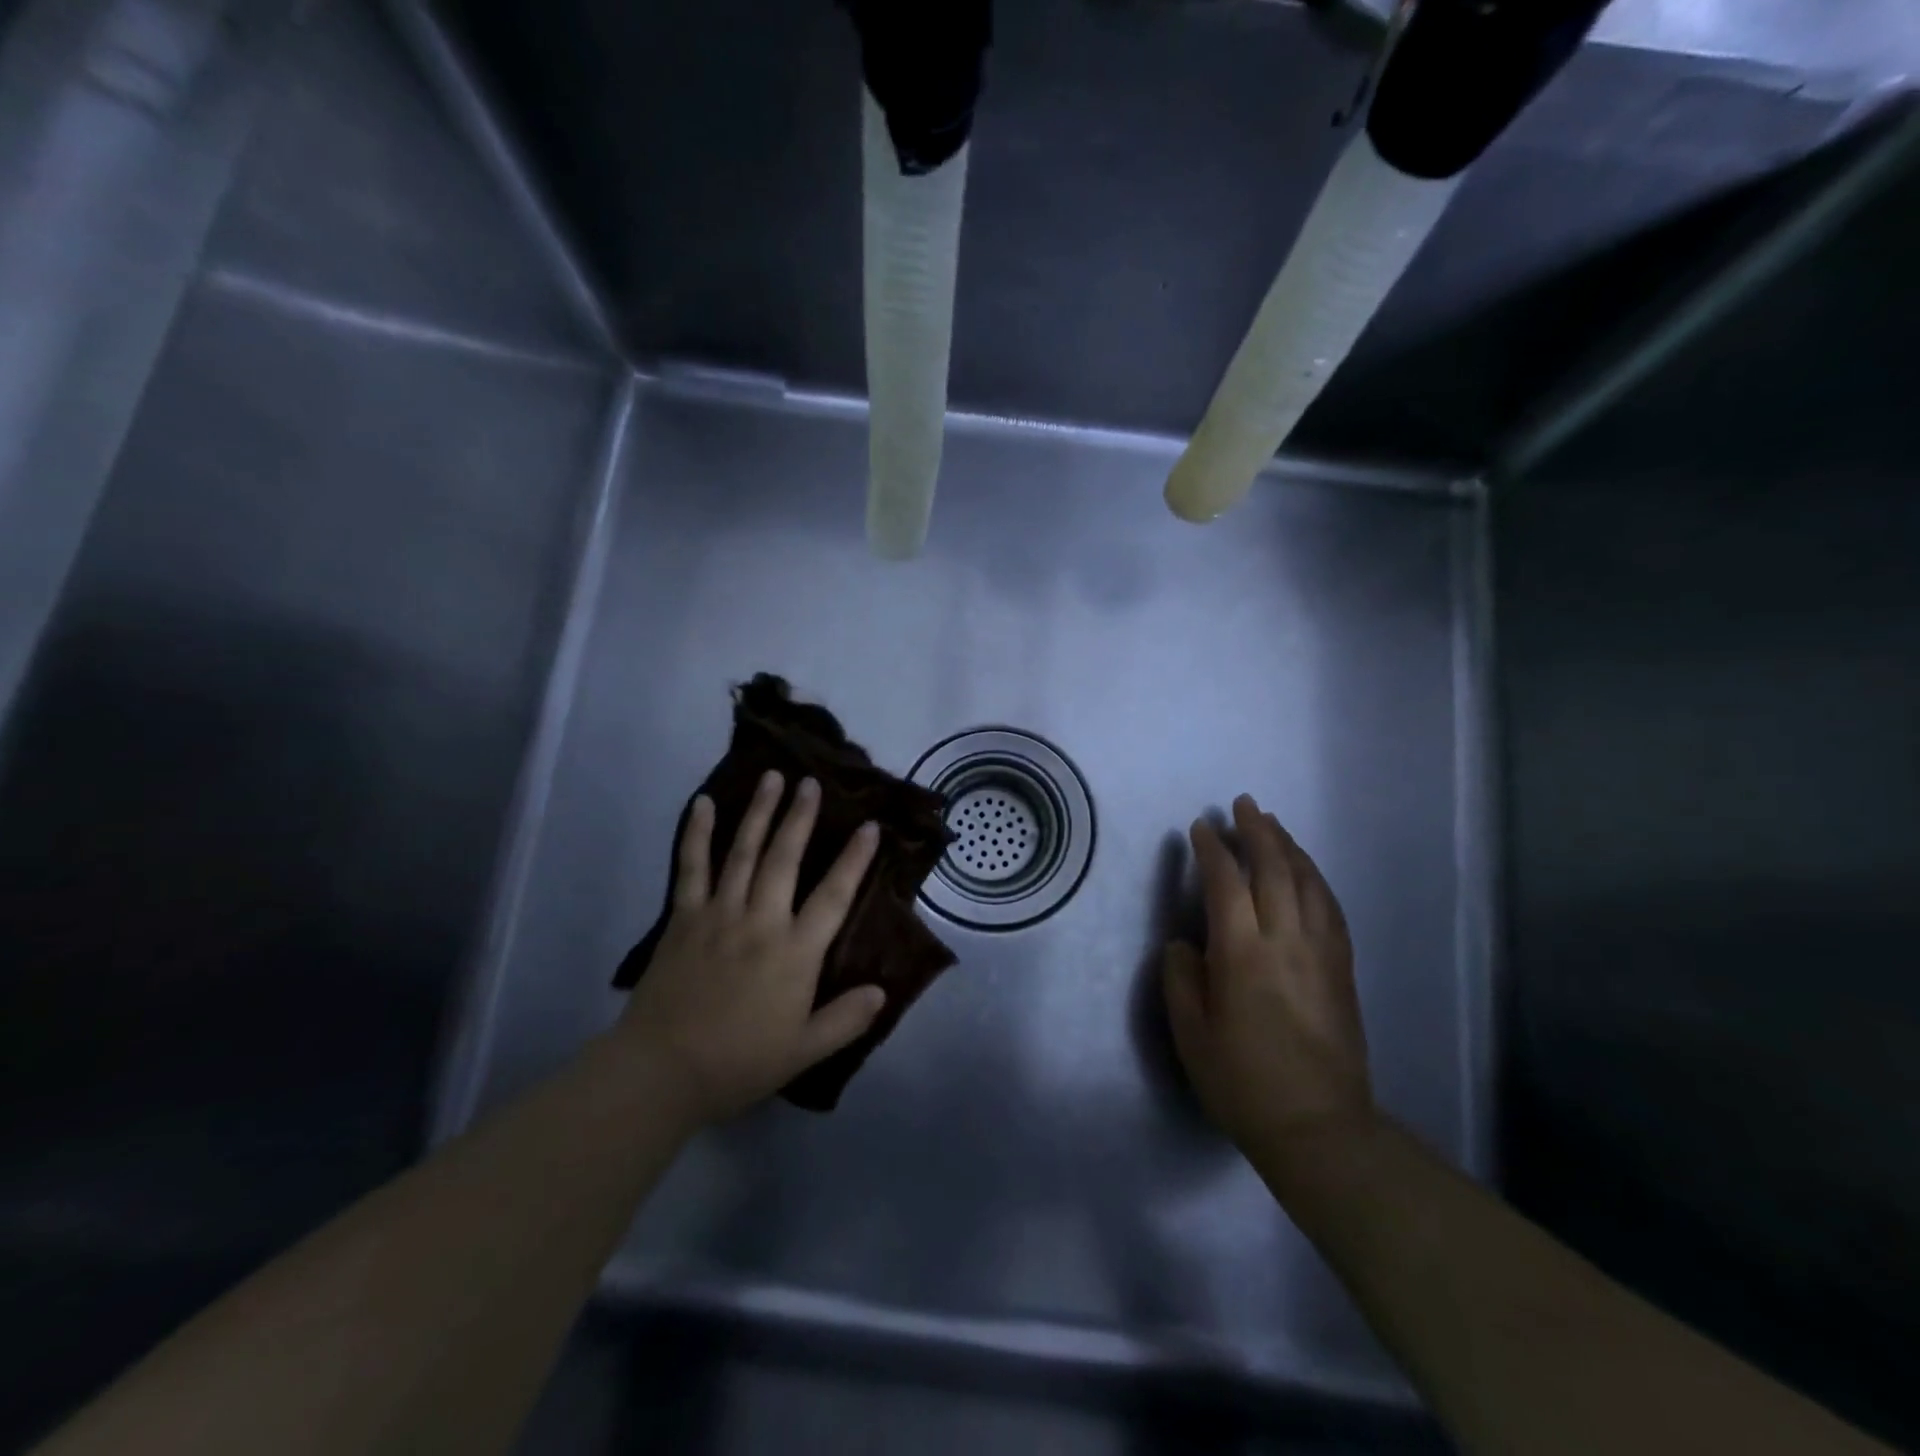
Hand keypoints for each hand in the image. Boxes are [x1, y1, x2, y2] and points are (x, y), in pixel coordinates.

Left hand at [618, 770, 884, 1126]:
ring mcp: (719, 913)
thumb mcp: (804, 1051)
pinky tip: (703, 803)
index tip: (869, 826)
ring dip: (759, 812)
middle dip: (801, 817)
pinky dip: (697, 833)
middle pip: (785, 858)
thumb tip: (882, 990)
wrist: (661, 1071)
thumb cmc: (739, 1062)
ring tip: (772, 778)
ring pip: (744, 852)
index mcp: (795, 952)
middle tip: (811, 782)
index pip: (834, 896)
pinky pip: (691, 867)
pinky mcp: (683, 917)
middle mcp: (761, 921)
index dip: (854, 860)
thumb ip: (846, 1019)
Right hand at [1163, 794, 1372, 1151]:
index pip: (1226, 883)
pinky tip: (1307, 871)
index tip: (1201, 828)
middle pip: (1274, 869)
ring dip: (1289, 847)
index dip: (1212, 850)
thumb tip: (1186, 943)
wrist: (1318, 1127)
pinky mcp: (1342, 968)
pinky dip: (1315, 878)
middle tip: (1243, 804)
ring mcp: (1321, 953)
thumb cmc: (1243, 1082)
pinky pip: (1330, 908)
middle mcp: (1285, 941)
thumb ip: (1181, 979)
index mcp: (1242, 954)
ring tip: (1273, 825)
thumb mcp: (1191, 1035)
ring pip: (1307, 882)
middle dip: (1257, 831)